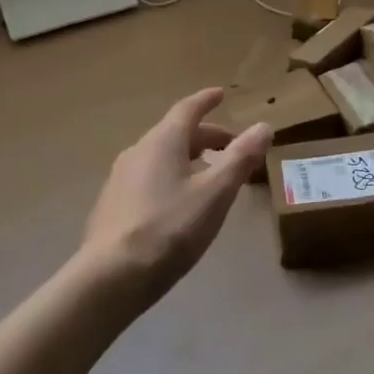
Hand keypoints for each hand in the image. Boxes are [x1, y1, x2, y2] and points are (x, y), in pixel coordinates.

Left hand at [80, 88, 271, 306]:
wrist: (110, 279)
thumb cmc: (169, 229)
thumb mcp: (215, 194)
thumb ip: (240, 159)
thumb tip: (263, 126)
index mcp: (162, 142)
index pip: (187, 109)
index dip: (206, 101)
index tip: (221, 94)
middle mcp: (138, 152)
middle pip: (175, 133)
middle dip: (205, 136)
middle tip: (230, 145)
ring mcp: (120, 179)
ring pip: (160, 156)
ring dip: (188, 158)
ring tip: (209, 175)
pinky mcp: (112, 206)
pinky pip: (148, 178)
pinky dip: (170, 177)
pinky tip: (179, 202)